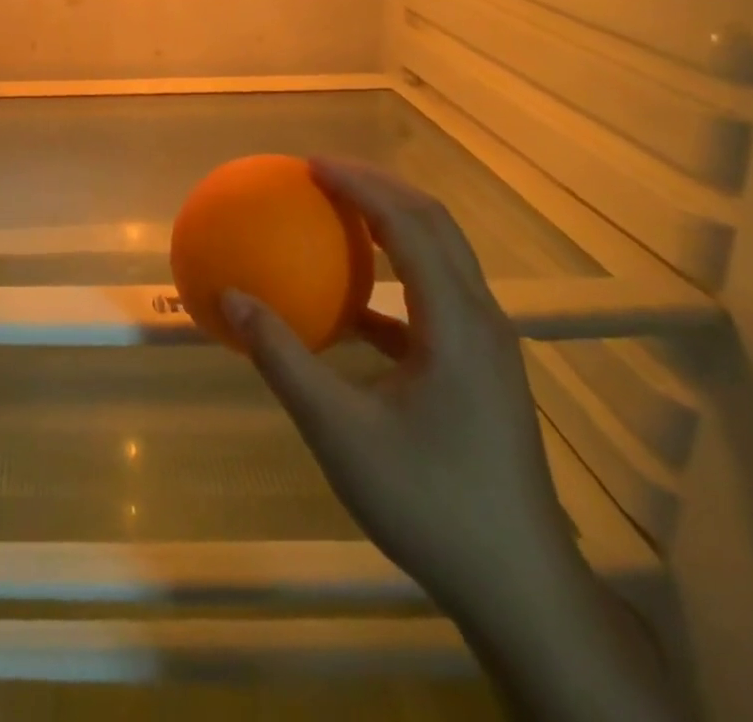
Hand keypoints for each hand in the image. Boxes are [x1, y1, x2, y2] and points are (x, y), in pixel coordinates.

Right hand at [221, 157, 578, 624]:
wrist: (521, 589)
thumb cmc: (430, 503)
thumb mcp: (339, 432)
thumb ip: (282, 358)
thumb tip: (231, 298)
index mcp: (455, 323)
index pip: (408, 224)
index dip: (360, 185)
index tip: (310, 165)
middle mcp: (480, 319)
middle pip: (434, 225)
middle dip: (379, 188)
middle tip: (322, 174)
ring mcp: (486, 345)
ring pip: (441, 256)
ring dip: (390, 224)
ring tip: (338, 214)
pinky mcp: (481, 369)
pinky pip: (435, 297)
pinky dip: (392, 277)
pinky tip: (351, 303)